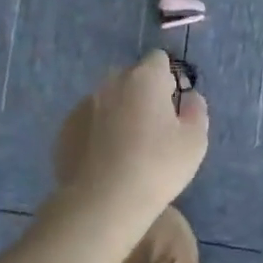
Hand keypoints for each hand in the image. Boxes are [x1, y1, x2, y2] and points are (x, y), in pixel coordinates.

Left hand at [51, 52, 208, 233]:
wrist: (102, 203)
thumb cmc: (156, 167)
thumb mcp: (194, 142)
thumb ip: (196, 111)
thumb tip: (190, 97)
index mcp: (145, 78)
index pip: (158, 60)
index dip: (167, 79)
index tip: (172, 105)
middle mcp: (111, 82)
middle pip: (131, 77)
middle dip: (142, 94)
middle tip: (152, 129)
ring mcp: (84, 104)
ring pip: (108, 99)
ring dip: (118, 112)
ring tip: (125, 148)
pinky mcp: (65, 128)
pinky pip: (88, 121)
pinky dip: (97, 132)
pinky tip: (104, 160)